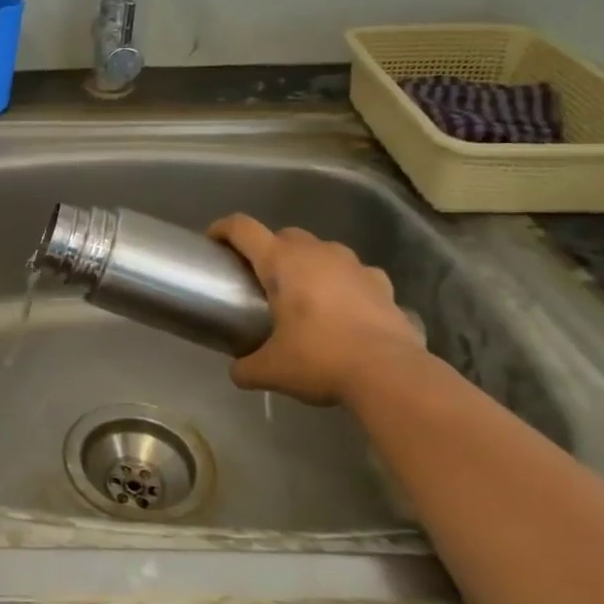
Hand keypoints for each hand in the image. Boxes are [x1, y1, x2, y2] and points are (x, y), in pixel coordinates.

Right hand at [207, 215, 425, 406]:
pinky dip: (345, 283)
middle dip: (269, 250)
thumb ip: (246, 367)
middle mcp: (317, 253)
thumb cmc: (320, 359)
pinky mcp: (382, 283)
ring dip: (308, 263)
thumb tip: (237, 371)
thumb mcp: (271, 370)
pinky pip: (356, 273)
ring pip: (322, 249)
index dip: (222, 229)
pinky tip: (344, 307)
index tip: (212, 242)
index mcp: (281, 263)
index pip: (243, 229)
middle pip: (284, 234)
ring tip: (304, 293)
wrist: (390, 373)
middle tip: (261, 280)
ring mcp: (354, 265)